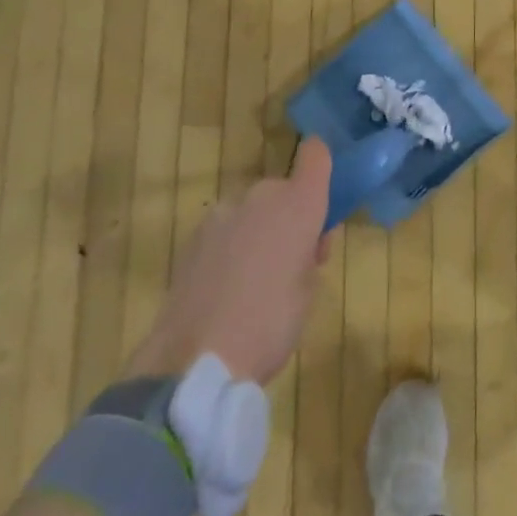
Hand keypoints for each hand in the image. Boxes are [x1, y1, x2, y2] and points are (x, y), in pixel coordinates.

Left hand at [123, 138, 333, 386]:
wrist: (195, 360)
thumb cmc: (271, 323)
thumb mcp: (309, 289)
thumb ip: (310, 252)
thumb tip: (303, 243)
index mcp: (299, 203)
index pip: (316, 154)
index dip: (321, 164)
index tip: (324, 193)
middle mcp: (261, 197)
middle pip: (282, 190)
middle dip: (290, 215)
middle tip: (295, 259)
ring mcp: (222, 215)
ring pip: (251, 212)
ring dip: (258, 231)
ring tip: (255, 280)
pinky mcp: (192, 239)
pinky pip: (225, 232)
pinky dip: (230, 248)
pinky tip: (225, 289)